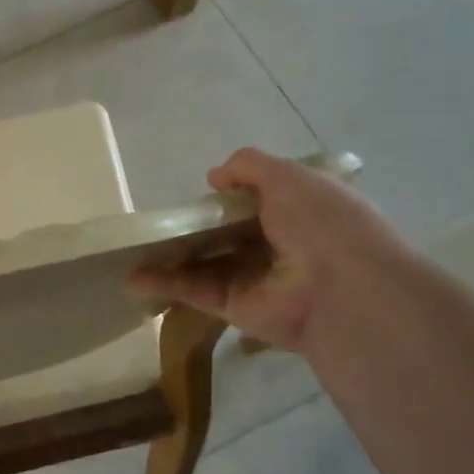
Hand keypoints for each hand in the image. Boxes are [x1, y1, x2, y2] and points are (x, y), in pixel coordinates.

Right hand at [131, 149, 401, 351]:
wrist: (343, 289)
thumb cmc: (321, 222)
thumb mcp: (289, 176)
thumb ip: (248, 166)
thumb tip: (214, 177)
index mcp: (299, 213)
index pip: (258, 203)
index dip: (231, 195)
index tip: (203, 190)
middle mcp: (277, 246)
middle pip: (225, 234)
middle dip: (193, 228)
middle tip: (156, 220)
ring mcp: (254, 278)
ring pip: (204, 263)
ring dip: (169, 257)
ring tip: (130, 249)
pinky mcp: (234, 307)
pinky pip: (196, 290)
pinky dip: (165, 283)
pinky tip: (133, 276)